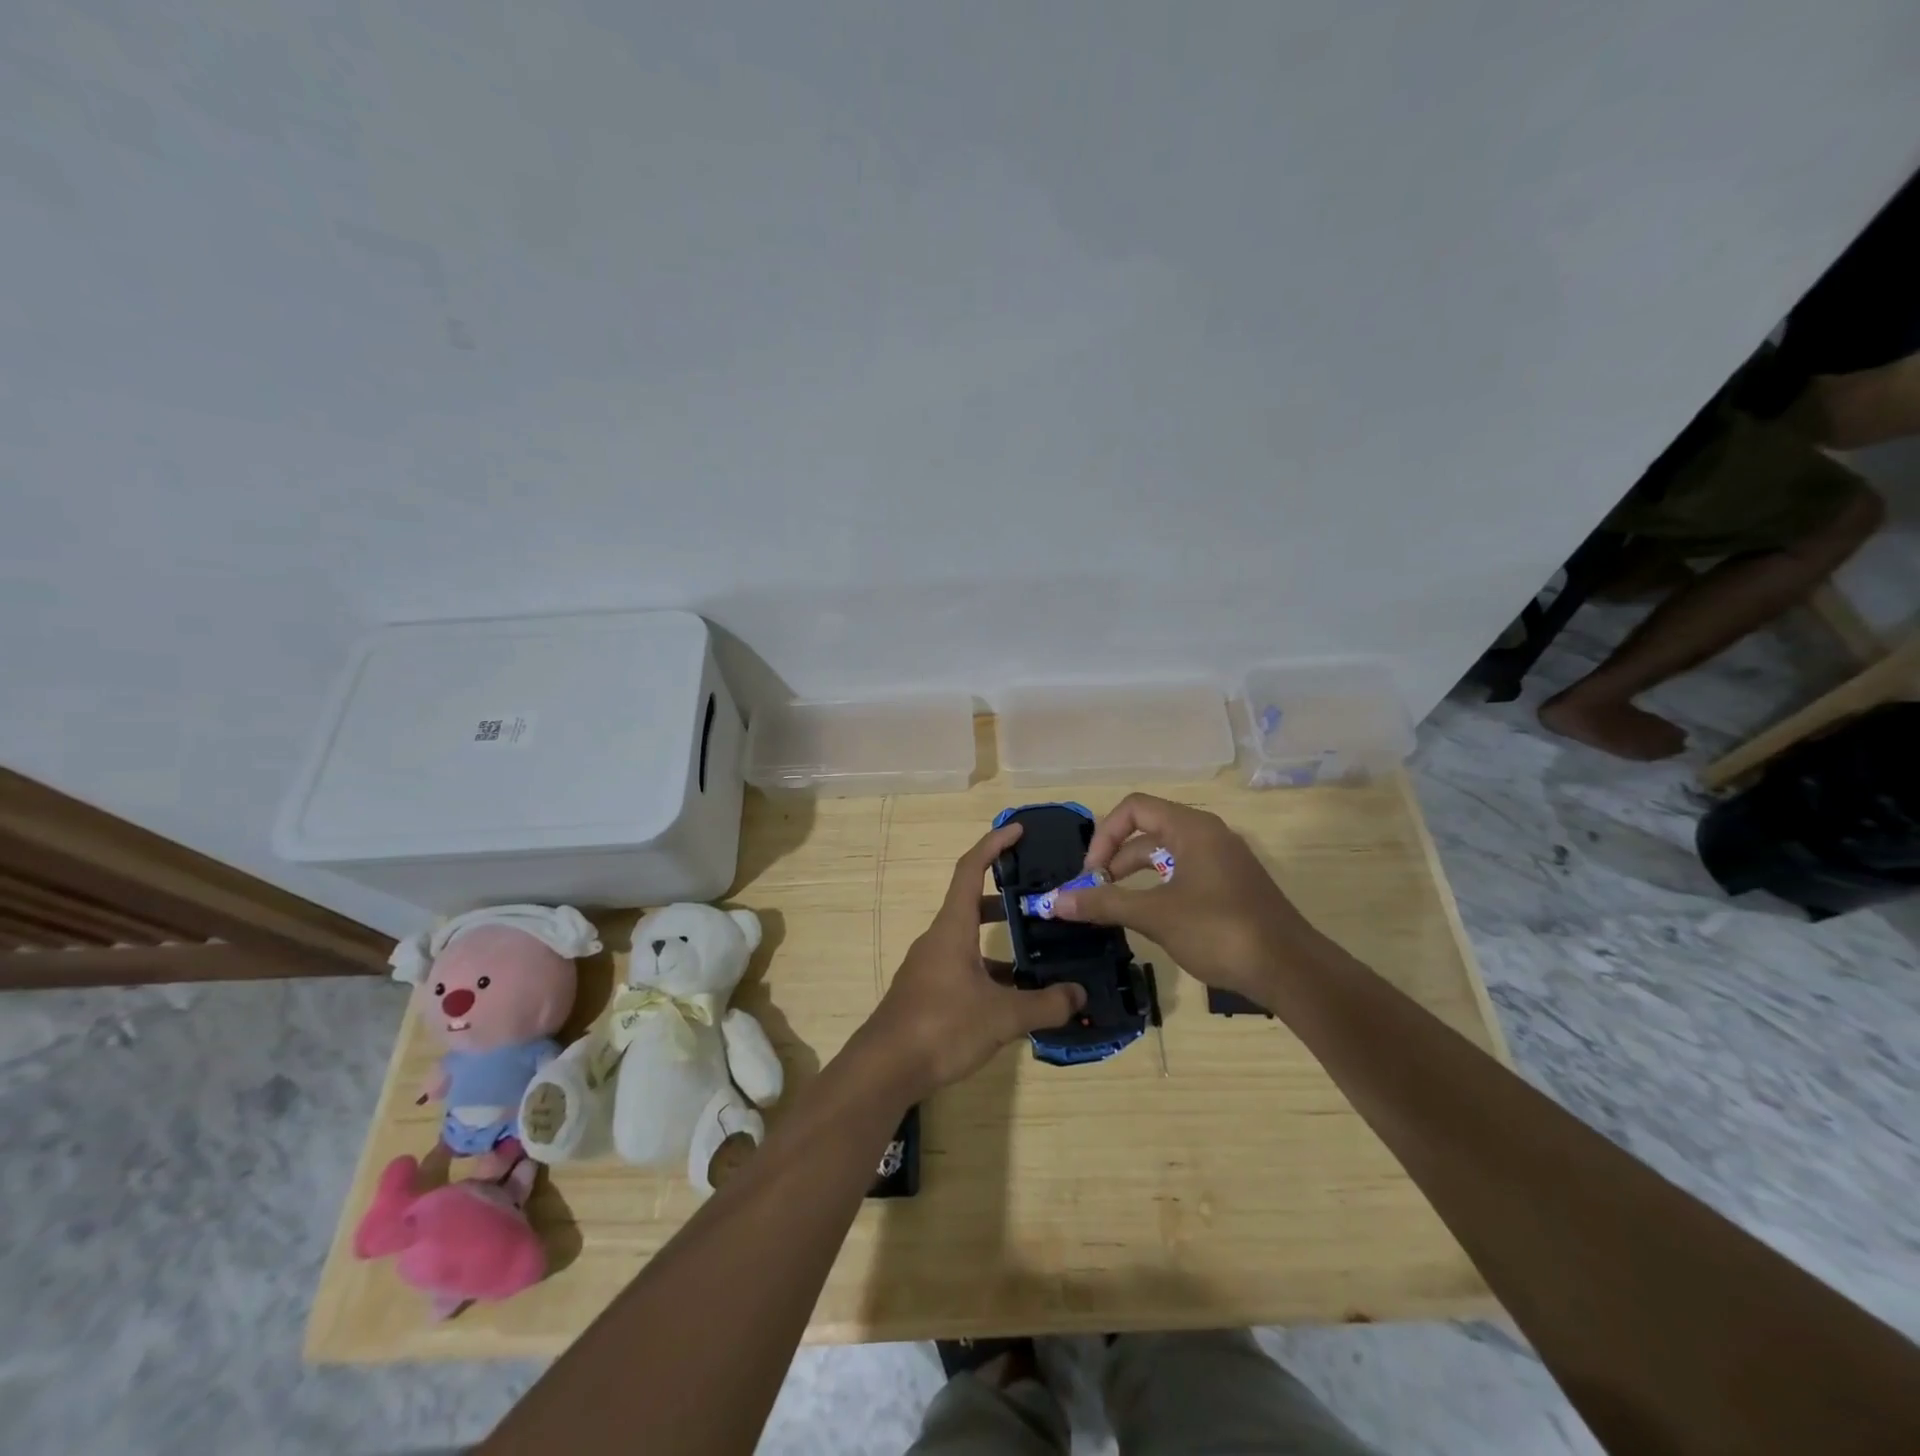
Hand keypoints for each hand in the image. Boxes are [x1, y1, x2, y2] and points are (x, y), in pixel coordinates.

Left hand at [861, 823, 1086, 1099]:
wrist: (884, 1069)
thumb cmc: (942, 1026)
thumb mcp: (1002, 1016)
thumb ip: (1044, 1004)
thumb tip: (1079, 995)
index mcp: (952, 928)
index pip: (970, 869)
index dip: (994, 845)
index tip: (1018, 830)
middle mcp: (939, 939)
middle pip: (972, 904)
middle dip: (1006, 899)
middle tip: (1041, 902)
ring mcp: (930, 967)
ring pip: (970, 942)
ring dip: (1000, 943)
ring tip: (1039, 956)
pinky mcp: (927, 993)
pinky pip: (963, 969)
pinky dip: (989, 973)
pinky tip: (1014, 999)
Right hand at [1054, 793, 1328, 1003]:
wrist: (1291, 970)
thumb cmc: (1220, 931)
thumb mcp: (1155, 915)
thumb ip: (1104, 903)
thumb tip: (1055, 901)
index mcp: (1192, 828)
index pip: (1134, 809)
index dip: (1104, 836)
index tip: (1091, 874)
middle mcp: (1208, 835)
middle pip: (1148, 831)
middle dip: (1115, 859)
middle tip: (1096, 892)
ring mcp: (1222, 861)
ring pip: (1165, 856)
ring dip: (1135, 877)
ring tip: (1115, 907)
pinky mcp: (1231, 887)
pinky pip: (1184, 874)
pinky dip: (1158, 889)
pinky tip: (1150, 918)